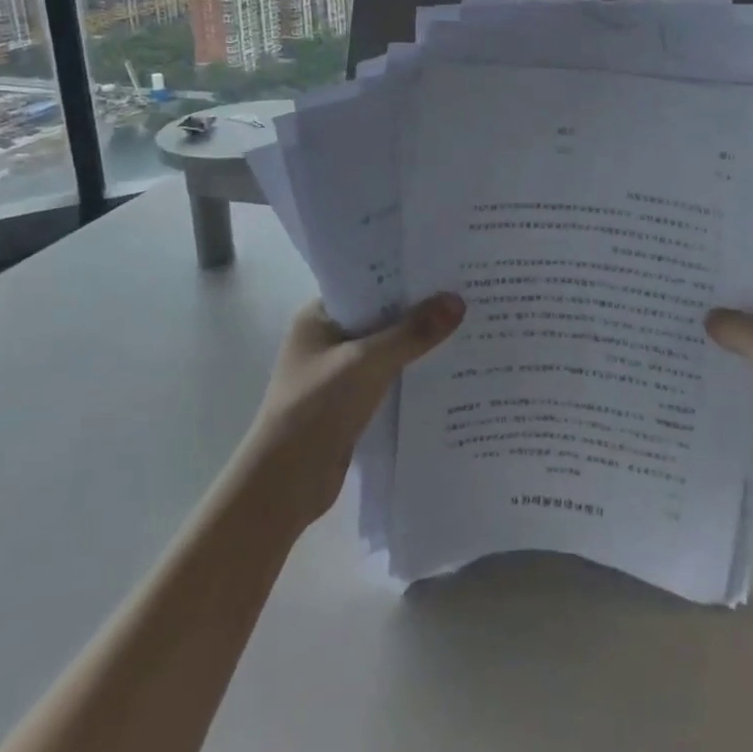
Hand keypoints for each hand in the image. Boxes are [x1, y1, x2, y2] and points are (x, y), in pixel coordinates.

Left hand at [236, 294, 465, 534]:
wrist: (285, 485)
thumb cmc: (316, 408)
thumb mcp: (367, 363)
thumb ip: (412, 332)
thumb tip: (458, 301)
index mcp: (319, 316)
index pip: (368, 283)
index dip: (405, 275)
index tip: (446, 266)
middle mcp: (327, 338)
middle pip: (381, 315)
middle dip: (419, 309)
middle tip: (467, 294)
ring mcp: (338, 372)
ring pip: (387, 348)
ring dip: (419, 343)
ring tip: (467, 326)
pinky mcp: (351, 403)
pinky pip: (389, 377)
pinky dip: (412, 373)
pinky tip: (448, 369)